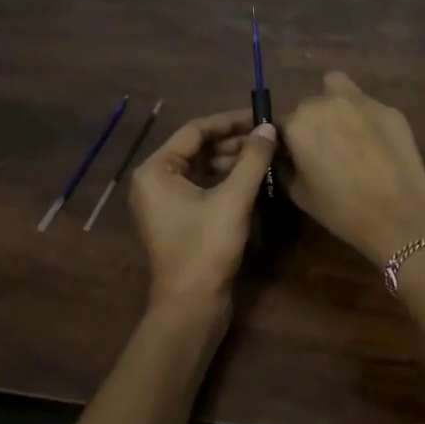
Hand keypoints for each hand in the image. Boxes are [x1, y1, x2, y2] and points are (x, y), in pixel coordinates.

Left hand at [129, 109, 278, 309]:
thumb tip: (270, 127)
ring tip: (266, 157)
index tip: (260, 117)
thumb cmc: (206, 247)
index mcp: (156, 170)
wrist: (191, 306)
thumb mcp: (233, 199)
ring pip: (203, 170)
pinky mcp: (180, 221)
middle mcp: (155, 182)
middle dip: (233, 143)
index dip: (229, 122)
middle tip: (269, 139)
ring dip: (233, 162)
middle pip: (198, 149)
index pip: (195, 131)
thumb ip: (252, 159)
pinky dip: (227, 182)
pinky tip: (254, 181)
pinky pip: (204, 189)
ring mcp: (166, 203)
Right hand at [280, 73, 424, 267]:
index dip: (287, 142)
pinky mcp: (391, 111)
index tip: (295, 158)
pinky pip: (369, 108)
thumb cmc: (340, 209)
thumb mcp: (299, 194)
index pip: (282, 124)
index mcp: (299, 123)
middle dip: (312, 123)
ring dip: (337, 107)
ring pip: (339, 90)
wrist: (397, 215)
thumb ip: (286, 167)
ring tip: (348, 136)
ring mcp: (362, 102)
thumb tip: (286, 157)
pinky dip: (367, 121)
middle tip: (324, 149)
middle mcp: (327, 103)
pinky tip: (378, 146)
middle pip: (310, 105)